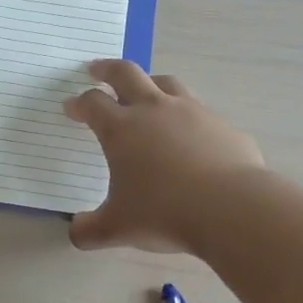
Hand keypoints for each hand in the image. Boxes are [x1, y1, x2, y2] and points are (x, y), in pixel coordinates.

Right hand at [63, 59, 264, 252]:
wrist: (231, 209)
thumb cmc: (164, 213)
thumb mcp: (118, 228)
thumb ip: (90, 230)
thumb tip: (76, 233)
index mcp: (121, 129)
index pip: (93, 103)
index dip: (79, 103)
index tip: (71, 107)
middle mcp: (154, 110)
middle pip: (126, 73)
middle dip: (107, 69)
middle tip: (96, 69)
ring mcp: (193, 112)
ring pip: (166, 83)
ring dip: (150, 82)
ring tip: (146, 90)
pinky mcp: (223, 126)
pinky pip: (201, 113)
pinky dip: (189, 117)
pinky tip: (192, 136)